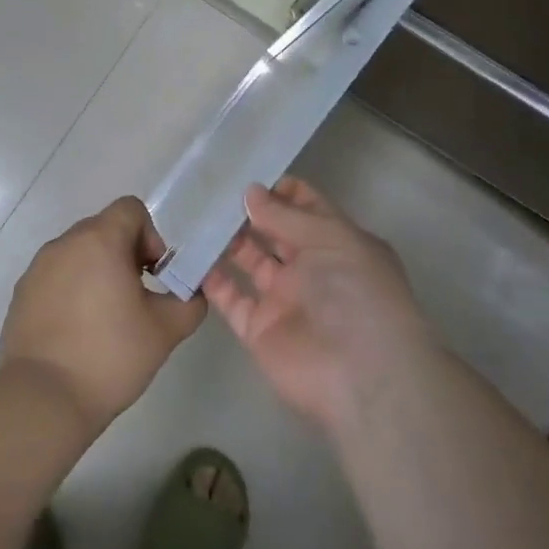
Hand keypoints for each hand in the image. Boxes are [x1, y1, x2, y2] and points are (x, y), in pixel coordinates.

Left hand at [0, 196, 206, 434]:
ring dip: (97, 273)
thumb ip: (189, 302)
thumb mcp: (166, 330)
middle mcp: (64, 243)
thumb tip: (191, 293)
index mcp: (99, 240)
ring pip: (78, 254)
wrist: (43, 399)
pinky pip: (56, 278)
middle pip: (104, 229)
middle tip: (136, 298)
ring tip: (106, 318)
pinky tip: (78, 333)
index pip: (130, 209)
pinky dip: (72, 292)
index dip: (151, 236)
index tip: (154, 276)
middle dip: (126, 255)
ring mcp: (37, 268)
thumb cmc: (110, 356)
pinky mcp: (21, 294)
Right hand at [203, 176, 435, 434]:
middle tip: (210, 190)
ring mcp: (283, 299)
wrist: (360, 375)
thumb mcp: (330, 238)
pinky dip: (211, 280)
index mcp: (337, 243)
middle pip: (274, 232)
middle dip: (247, 212)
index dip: (279, 189)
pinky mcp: (258, 328)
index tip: (243, 173)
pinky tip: (188, 255)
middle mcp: (311, 268)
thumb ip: (285, 215)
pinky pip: (230, 298)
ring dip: (226, 241)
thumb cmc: (356, 293)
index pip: (306, 207)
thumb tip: (250, 192)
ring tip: (195, 215)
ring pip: (249, 261)